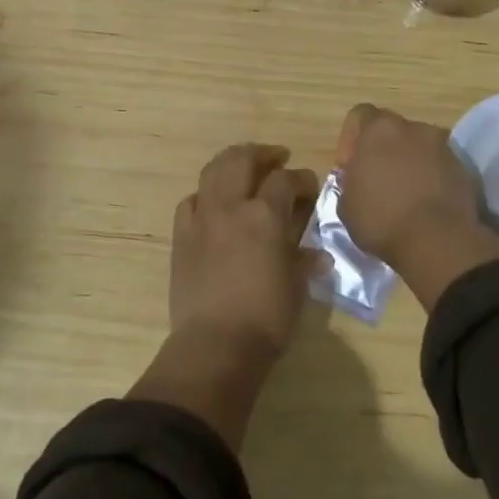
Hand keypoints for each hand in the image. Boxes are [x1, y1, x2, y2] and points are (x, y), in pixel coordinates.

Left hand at [167, 143, 320, 356]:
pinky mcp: (181, 236)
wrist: (215, 345)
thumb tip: (316, 255)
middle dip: (262, 154)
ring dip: (230, 163)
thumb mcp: (296, 287)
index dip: (302, 179)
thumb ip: (304, 261)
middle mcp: (230, 206)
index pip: (286, 180)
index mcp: (265, 215)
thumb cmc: (266, 318)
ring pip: (212, 172)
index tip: (310, 187)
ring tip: (243, 168)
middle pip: (242, 160)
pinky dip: (204, 195)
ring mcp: (201, 218)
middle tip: (276, 158)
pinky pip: (190, 201)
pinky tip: (213, 203)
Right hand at [335, 104, 498, 309]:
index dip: (350, 140)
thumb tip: (359, 181)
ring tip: (404, 194)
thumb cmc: (382, 219)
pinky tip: (424, 204)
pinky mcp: (463, 169)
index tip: (349, 168)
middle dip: (382, 150)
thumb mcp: (346, 205)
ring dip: (408, 163)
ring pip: (418, 147)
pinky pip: (438, 166)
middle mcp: (413, 128)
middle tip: (376, 181)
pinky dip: (430, 178)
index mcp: (379, 130)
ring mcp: (442, 147)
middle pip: (391, 130)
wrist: (439, 241)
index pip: (359, 115)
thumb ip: (350, 181)